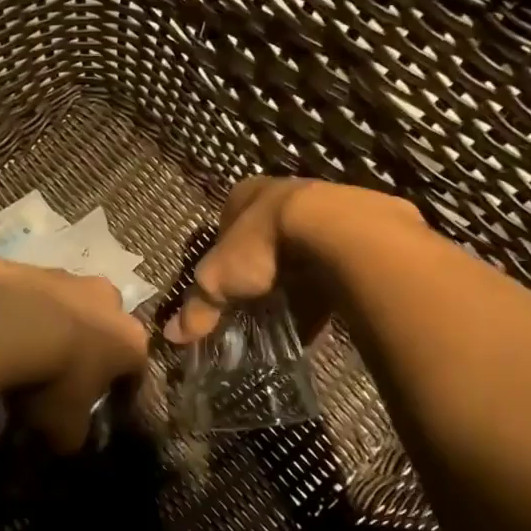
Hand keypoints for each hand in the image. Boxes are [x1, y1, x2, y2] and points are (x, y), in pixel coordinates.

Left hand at [0, 253, 148, 451]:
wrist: (8, 319)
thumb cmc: (53, 376)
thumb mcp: (63, 423)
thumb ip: (72, 434)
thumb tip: (67, 440)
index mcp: (129, 339)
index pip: (137, 367)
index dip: (121, 387)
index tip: (103, 403)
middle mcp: (108, 301)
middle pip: (106, 326)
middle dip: (90, 345)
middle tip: (65, 371)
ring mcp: (70, 277)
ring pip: (70, 303)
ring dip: (55, 322)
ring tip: (28, 348)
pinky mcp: (33, 265)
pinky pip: (33, 293)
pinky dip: (24, 309)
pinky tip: (3, 329)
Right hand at [162, 177, 428, 345]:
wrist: (338, 233)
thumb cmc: (263, 244)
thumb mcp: (217, 280)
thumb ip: (198, 307)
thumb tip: (173, 337)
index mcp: (244, 194)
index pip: (225, 224)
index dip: (222, 256)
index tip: (224, 287)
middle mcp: (282, 194)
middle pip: (263, 239)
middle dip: (260, 271)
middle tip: (255, 304)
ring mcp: (322, 210)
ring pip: (300, 252)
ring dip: (295, 281)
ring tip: (288, 315)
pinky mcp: (356, 232)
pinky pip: (333, 267)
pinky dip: (325, 290)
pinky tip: (320, 315)